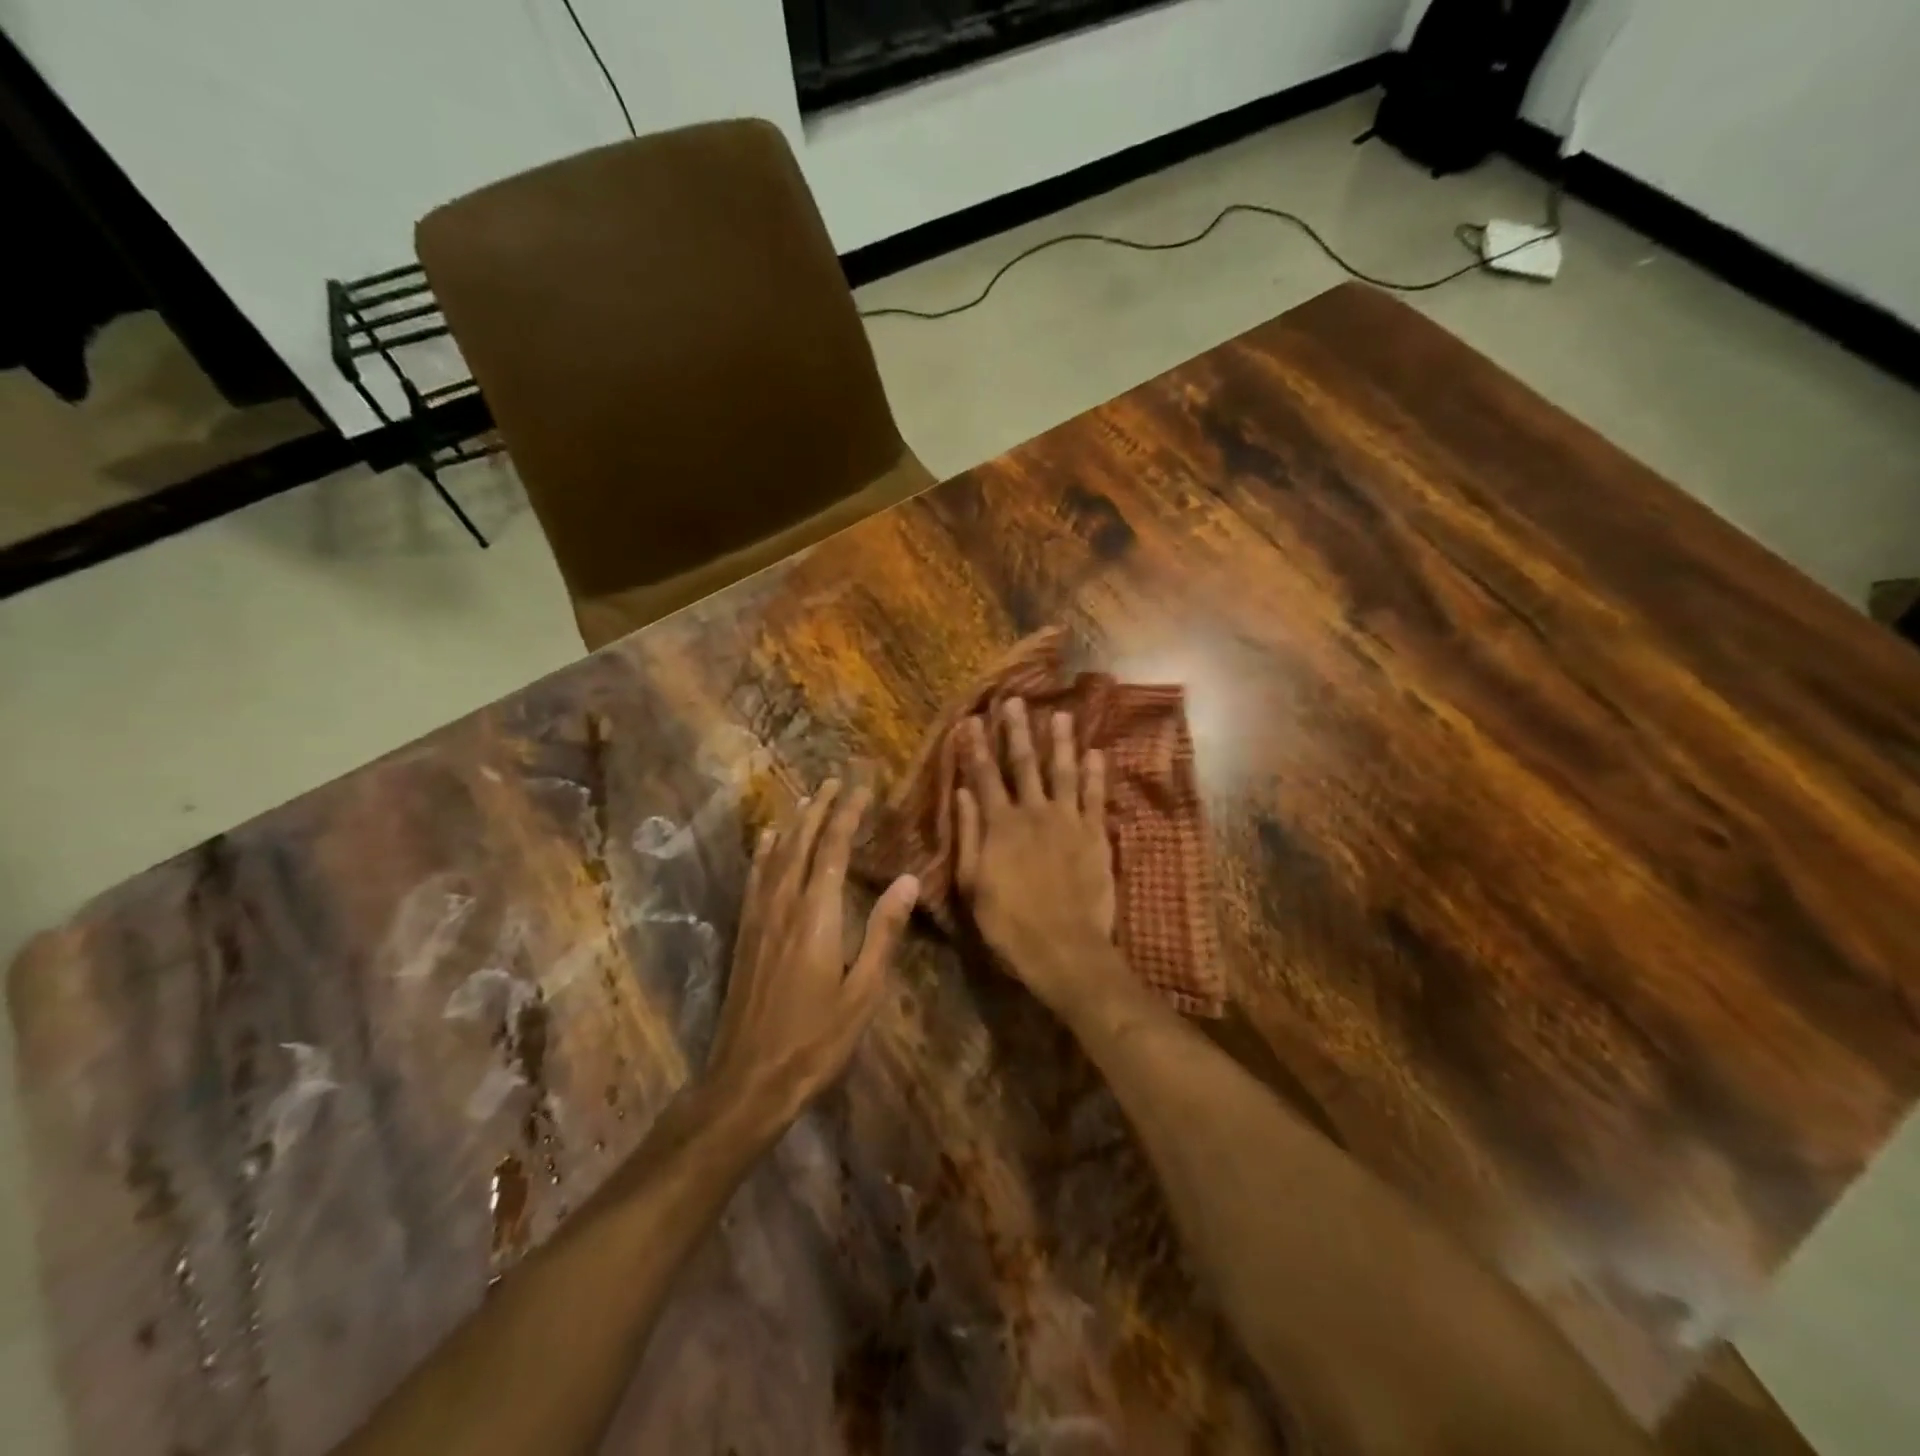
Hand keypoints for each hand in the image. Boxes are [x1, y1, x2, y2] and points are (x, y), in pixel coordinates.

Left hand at [706, 780, 918, 1130]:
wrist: (749, 1078)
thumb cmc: (816, 1039)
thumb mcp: (864, 992)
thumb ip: (884, 932)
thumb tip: (906, 879)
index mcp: (817, 915)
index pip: (834, 849)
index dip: (848, 814)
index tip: (861, 787)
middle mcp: (784, 904)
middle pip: (802, 842)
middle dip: (821, 808)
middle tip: (836, 779)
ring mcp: (759, 917)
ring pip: (776, 854)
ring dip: (795, 822)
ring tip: (809, 797)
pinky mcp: (746, 932)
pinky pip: (755, 877)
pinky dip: (764, 851)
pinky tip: (767, 839)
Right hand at [954, 701, 1119, 1011]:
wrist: (1065, 949)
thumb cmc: (1009, 924)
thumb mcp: (973, 885)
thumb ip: (969, 835)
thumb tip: (962, 793)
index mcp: (1000, 825)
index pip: (984, 776)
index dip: (975, 747)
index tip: (970, 720)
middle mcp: (1034, 813)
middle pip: (1023, 764)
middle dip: (1016, 731)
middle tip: (1014, 700)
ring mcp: (1069, 821)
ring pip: (1063, 771)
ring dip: (1060, 742)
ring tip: (1059, 715)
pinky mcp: (1096, 835)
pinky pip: (1096, 797)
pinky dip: (1096, 774)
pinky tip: (1096, 753)